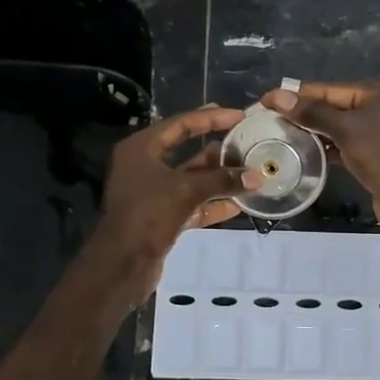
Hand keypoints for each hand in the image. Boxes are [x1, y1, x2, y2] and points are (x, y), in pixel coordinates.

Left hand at [91, 105, 259, 294]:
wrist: (122, 264)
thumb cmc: (148, 215)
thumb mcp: (186, 191)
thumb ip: (222, 180)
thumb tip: (257, 177)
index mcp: (141, 148)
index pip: (180, 124)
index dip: (211, 118)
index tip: (239, 115)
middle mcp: (145, 166)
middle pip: (186, 150)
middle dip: (218, 150)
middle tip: (247, 141)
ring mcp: (152, 192)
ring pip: (191, 179)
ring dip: (218, 178)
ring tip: (249, 171)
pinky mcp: (161, 216)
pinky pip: (191, 203)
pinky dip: (212, 203)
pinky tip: (238, 204)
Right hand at [260, 80, 379, 243]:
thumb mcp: (346, 128)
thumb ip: (312, 112)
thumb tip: (278, 96)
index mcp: (378, 93)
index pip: (329, 89)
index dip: (296, 95)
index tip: (265, 101)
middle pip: (332, 107)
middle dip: (302, 114)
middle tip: (268, 122)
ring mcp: (378, 135)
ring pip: (337, 129)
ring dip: (311, 133)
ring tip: (279, 137)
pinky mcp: (374, 159)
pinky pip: (343, 148)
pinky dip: (325, 150)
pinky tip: (303, 155)